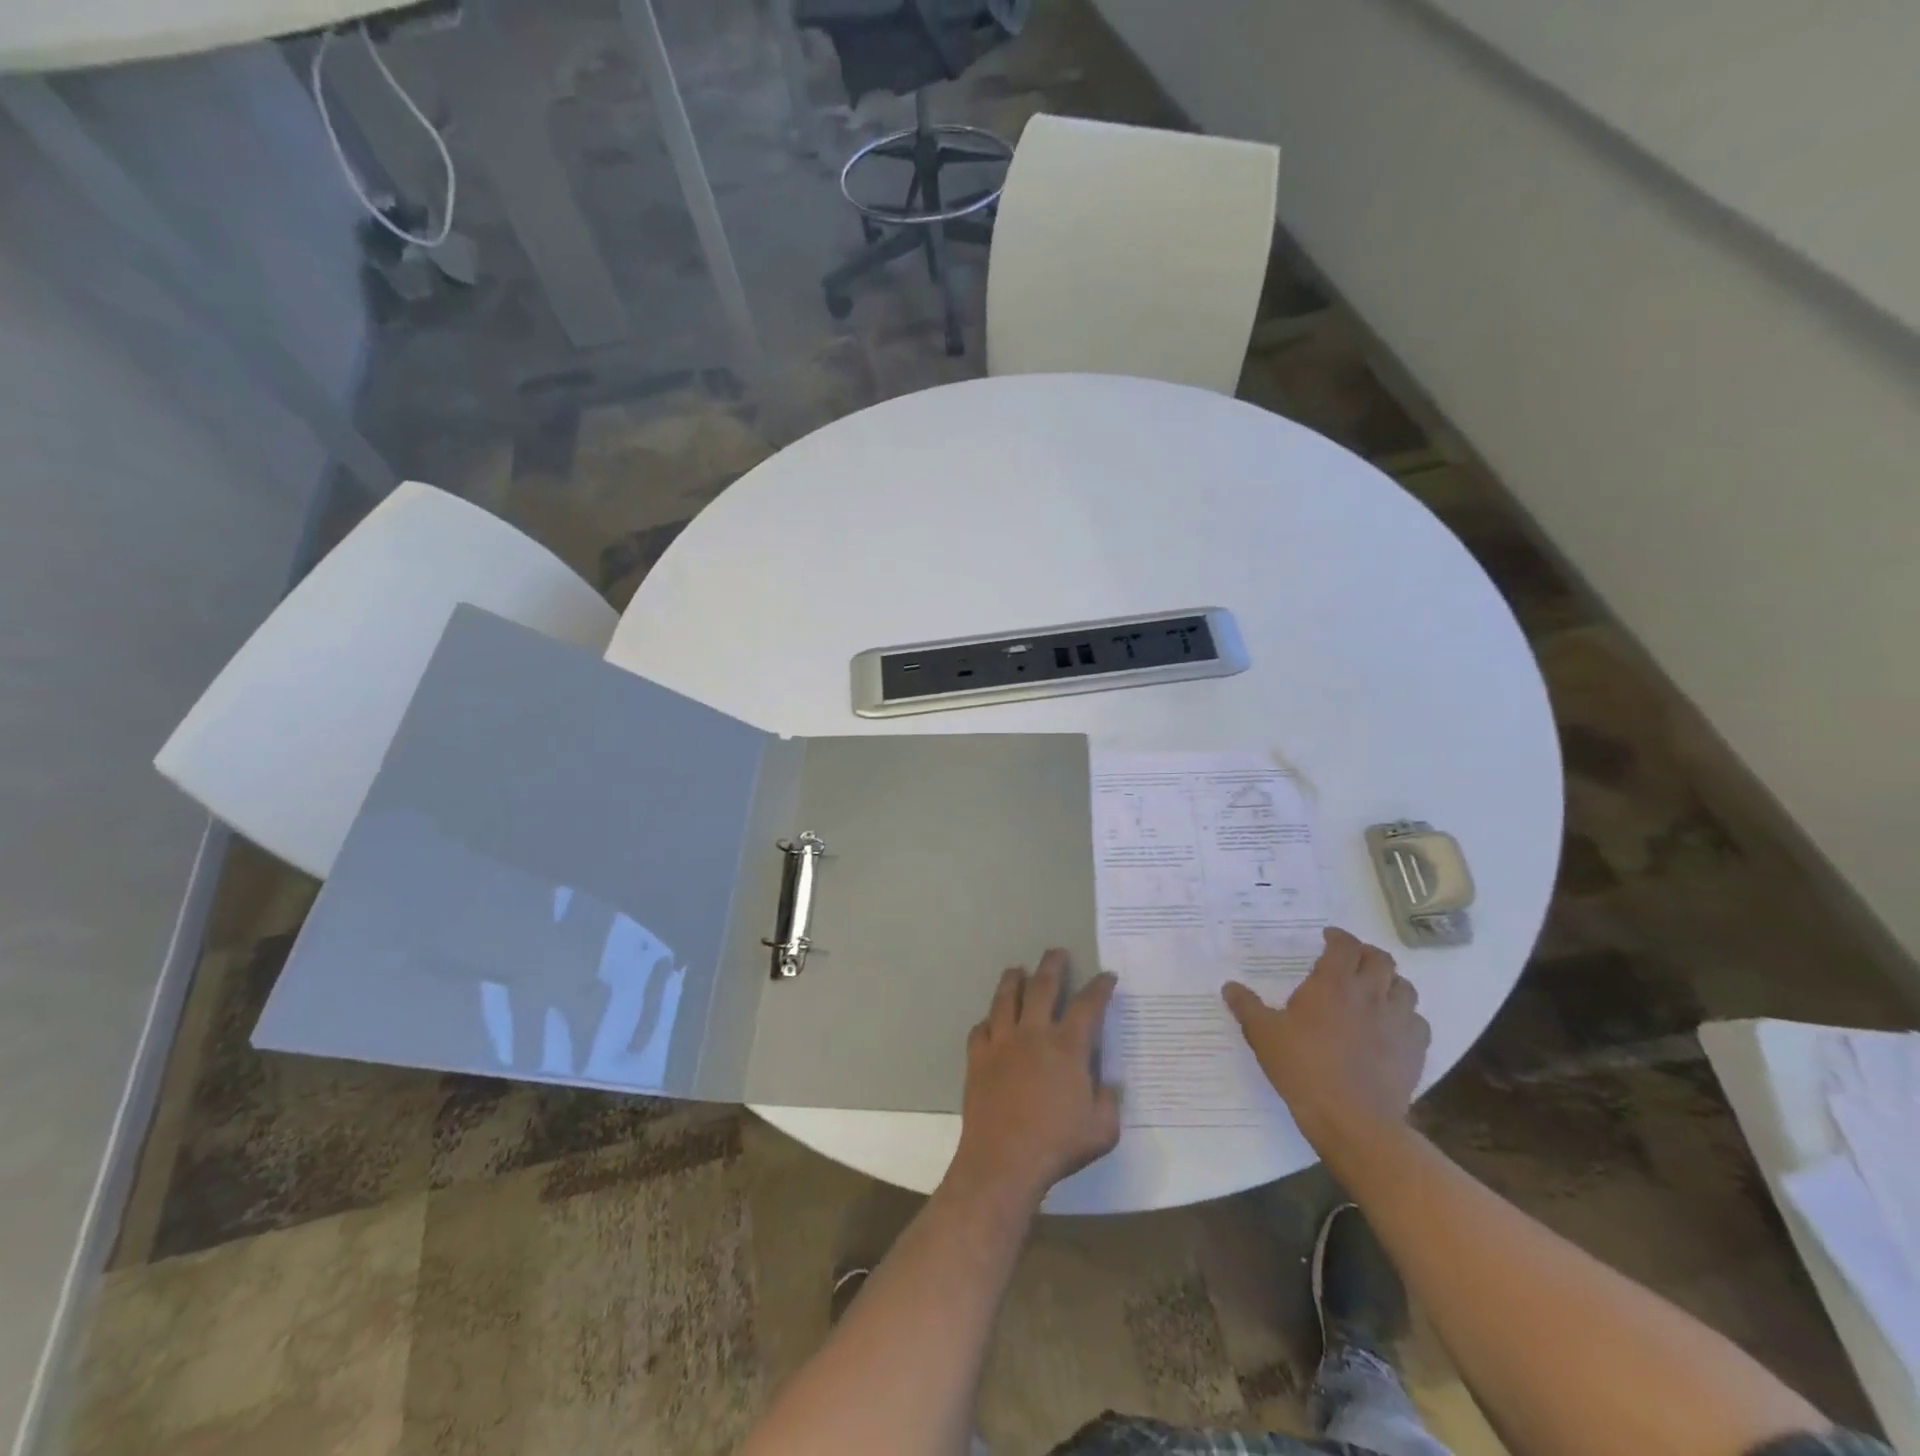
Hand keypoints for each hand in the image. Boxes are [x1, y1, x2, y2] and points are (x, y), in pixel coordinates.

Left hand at [949, 950, 1120, 1207]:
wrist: (1003, 1161)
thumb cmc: (1057, 1145)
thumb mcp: (1102, 1130)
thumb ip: (1109, 1102)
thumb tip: (1108, 1084)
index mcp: (1067, 1047)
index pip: (1087, 1005)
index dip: (1099, 988)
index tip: (1106, 976)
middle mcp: (1033, 1034)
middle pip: (1042, 988)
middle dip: (1052, 966)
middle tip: (1056, 952)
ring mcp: (1001, 1043)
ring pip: (1005, 1000)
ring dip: (1012, 980)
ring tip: (1016, 969)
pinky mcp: (977, 1059)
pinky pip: (980, 1030)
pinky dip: (986, 1022)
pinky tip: (989, 1021)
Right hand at [1223, 926, 1429, 1150]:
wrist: (1352, 1120)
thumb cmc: (1303, 1068)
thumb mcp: (1263, 1035)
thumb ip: (1247, 1007)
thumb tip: (1229, 987)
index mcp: (1333, 984)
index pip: (1345, 945)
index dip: (1338, 937)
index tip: (1327, 938)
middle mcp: (1370, 995)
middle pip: (1380, 959)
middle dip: (1365, 954)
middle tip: (1350, 960)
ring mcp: (1398, 1022)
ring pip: (1405, 987)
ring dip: (1390, 982)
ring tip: (1374, 990)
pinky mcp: (1415, 1051)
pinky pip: (1418, 1021)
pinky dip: (1406, 1016)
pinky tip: (1392, 1026)